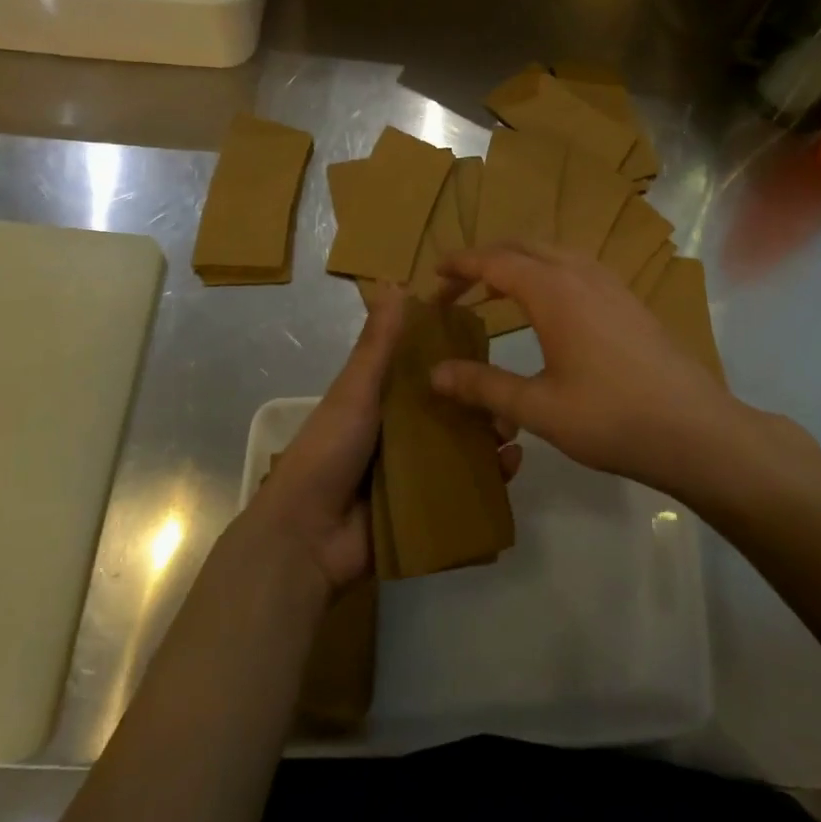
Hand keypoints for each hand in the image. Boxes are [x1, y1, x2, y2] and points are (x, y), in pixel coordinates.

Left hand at [245, 287, 523, 591]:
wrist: (308, 537)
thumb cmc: (328, 452)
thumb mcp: (354, 391)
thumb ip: (377, 345)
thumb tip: (396, 284)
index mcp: (382, 402)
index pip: (426, 373)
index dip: (456, 360)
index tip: (488, 347)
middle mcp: (402, 433)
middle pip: (452, 411)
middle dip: (482, 403)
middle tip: (508, 398)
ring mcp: (416, 473)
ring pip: (464, 448)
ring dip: (491, 438)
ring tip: (512, 432)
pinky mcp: (429, 508)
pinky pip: (467, 488)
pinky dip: (491, 477)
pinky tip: (511, 466)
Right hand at [431, 243, 741, 495]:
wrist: (695, 429)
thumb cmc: (611, 418)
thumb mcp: (538, 408)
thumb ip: (483, 386)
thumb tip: (434, 374)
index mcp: (554, 291)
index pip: (495, 261)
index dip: (461, 265)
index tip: (433, 275)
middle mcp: (582, 274)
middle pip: (524, 246)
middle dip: (486, 259)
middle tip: (457, 286)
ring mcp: (611, 284)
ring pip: (554, 253)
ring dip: (519, 262)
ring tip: (495, 291)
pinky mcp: (629, 300)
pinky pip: (577, 267)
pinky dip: (548, 272)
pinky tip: (548, 306)